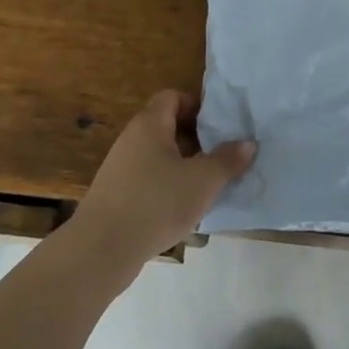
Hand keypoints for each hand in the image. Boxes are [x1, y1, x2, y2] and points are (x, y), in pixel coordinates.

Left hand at [68, 91, 255, 269]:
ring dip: (184, 165)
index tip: (220, 126)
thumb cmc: (156, 204)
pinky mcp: (116, 195)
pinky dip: (167, 186)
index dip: (197, 105)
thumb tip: (248, 143)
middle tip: (221, 154)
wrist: (100, 251)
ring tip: (208, 183)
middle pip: (167, 126)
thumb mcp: (203, 181)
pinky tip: (183, 207)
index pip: (172, 97)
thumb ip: (227, 159)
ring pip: (159, 155)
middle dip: (196, 138)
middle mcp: (132, 140)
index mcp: (150, 125)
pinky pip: (148, 178)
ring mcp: (120, 168)